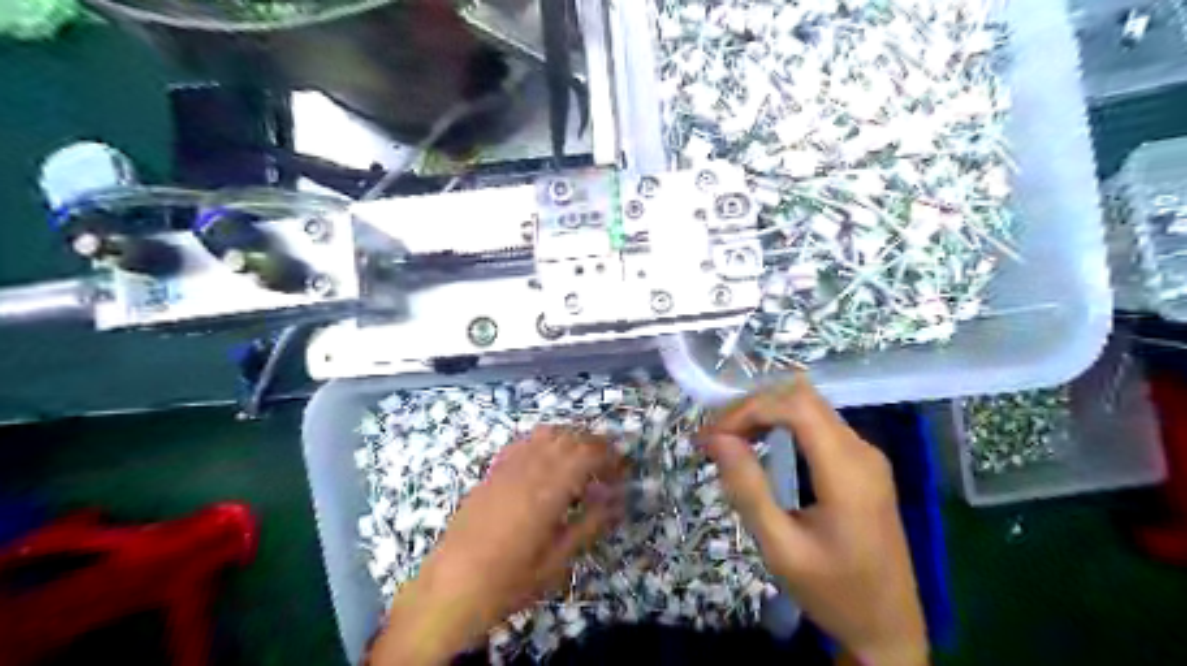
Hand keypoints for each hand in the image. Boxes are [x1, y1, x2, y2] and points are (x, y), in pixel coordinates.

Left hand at [374, 427, 624, 664]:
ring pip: (547, 433)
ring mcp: (507, 466)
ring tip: (585, 457)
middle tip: (610, 464)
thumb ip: (589, 525)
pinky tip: (550, 456)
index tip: (624, 469)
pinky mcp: (493, 470)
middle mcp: (529, 469)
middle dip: (596, 444)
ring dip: (572, 437)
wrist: (450, 587)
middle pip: (570, 438)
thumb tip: (616, 500)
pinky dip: (545, 439)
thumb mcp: (556, 561)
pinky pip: (524, 441)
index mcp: (548, 491)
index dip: (610, 456)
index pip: (588, 454)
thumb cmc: (508, 581)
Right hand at [697, 377, 936, 663]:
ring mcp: (866, 454)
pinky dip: (782, 423)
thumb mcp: (781, 549)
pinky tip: (760, 440)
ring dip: (765, 412)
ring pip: (809, 406)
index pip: (796, 406)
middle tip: (715, 435)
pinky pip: (818, 424)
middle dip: (752, 407)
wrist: (889, 627)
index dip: (749, 409)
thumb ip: (749, 490)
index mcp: (847, 471)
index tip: (713, 435)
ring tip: (729, 437)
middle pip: (802, 397)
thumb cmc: (834, 593)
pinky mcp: (862, 462)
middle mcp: (862, 450)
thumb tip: (717, 439)